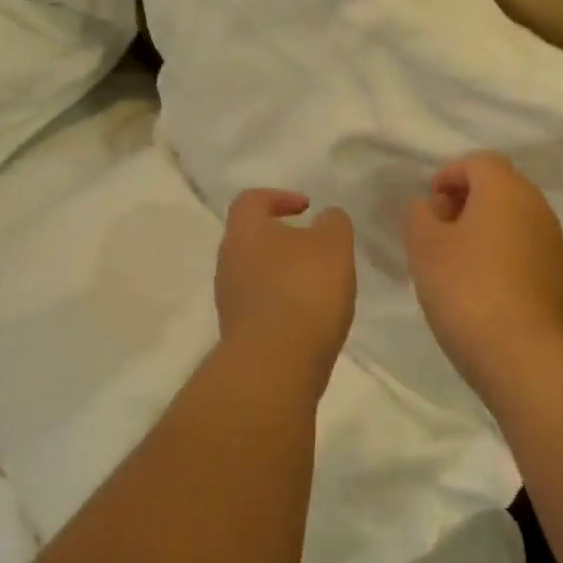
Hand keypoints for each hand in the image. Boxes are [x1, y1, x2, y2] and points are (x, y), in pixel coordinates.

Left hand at [215, 190, 356, 387]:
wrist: (276, 365)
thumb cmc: (304, 289)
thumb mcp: (334, 244)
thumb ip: (333, 223)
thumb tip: (325, 219)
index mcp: (244, 231)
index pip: (251, 200)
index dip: (279, 197)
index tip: (307, 208)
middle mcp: (228, 261)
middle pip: (252, 238)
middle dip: (284, 239)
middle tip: (316, 247)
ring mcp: (229, 300)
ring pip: (256, 274)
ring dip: (284, 274)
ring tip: (319, 285)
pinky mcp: (238, 334)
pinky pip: (261, 306)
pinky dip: (283, 304)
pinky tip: (310, 316)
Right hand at [403, 152, 562, 402]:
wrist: (526, 356)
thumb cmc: (468, 289)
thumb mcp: (424, 247)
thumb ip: (418, 215)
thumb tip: (427, 205)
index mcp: (505, 188)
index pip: (477, 161)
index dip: (447, 177)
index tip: (427, 209)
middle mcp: (536, 205)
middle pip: (497, 187)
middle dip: (463, 202)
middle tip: (435, 233)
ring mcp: (552, 241)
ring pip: (511, 218)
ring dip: (481, 230)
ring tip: (453, 264)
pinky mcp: (558, 275)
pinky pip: (523, 247)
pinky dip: (500, 254)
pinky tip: (479, 288)